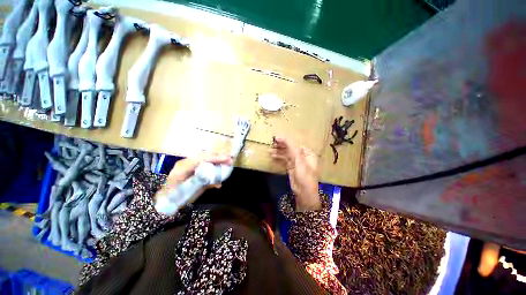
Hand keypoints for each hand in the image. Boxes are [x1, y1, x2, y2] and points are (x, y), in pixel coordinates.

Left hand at [155, 153, 231, 201]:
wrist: (165, 199)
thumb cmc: (176, 197)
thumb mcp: (191, 192)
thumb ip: (205, 185)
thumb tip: (219, 183)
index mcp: (183, 168)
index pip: (202, 159)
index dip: (216, 158)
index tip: (228, 159)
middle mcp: (185, 162)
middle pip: (204, 155)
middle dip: (218, 157)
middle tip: (230, 160)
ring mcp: (187, 163)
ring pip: (204, 157)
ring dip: (216, 159)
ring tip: (226, 162)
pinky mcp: (190, 166)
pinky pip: (203, 161)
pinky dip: (212, 163)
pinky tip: (218, 168)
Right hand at [271, 136, 320, 211]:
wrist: (304, 193)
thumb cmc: (304, 176)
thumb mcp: (299, 161)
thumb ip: (292, 149)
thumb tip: (283, 137)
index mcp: (308, 153)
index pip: (296, 144)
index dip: (286, 140)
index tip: (276, 138)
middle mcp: (302, 156)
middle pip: (291, 148)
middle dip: (282, 146)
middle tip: (272, 143)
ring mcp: (296, 162)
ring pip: (287, 154)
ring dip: (279, 151)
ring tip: (270, 149)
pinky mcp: (291, 167)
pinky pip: (284, 159)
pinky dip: (279, 157)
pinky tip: (272, 155)